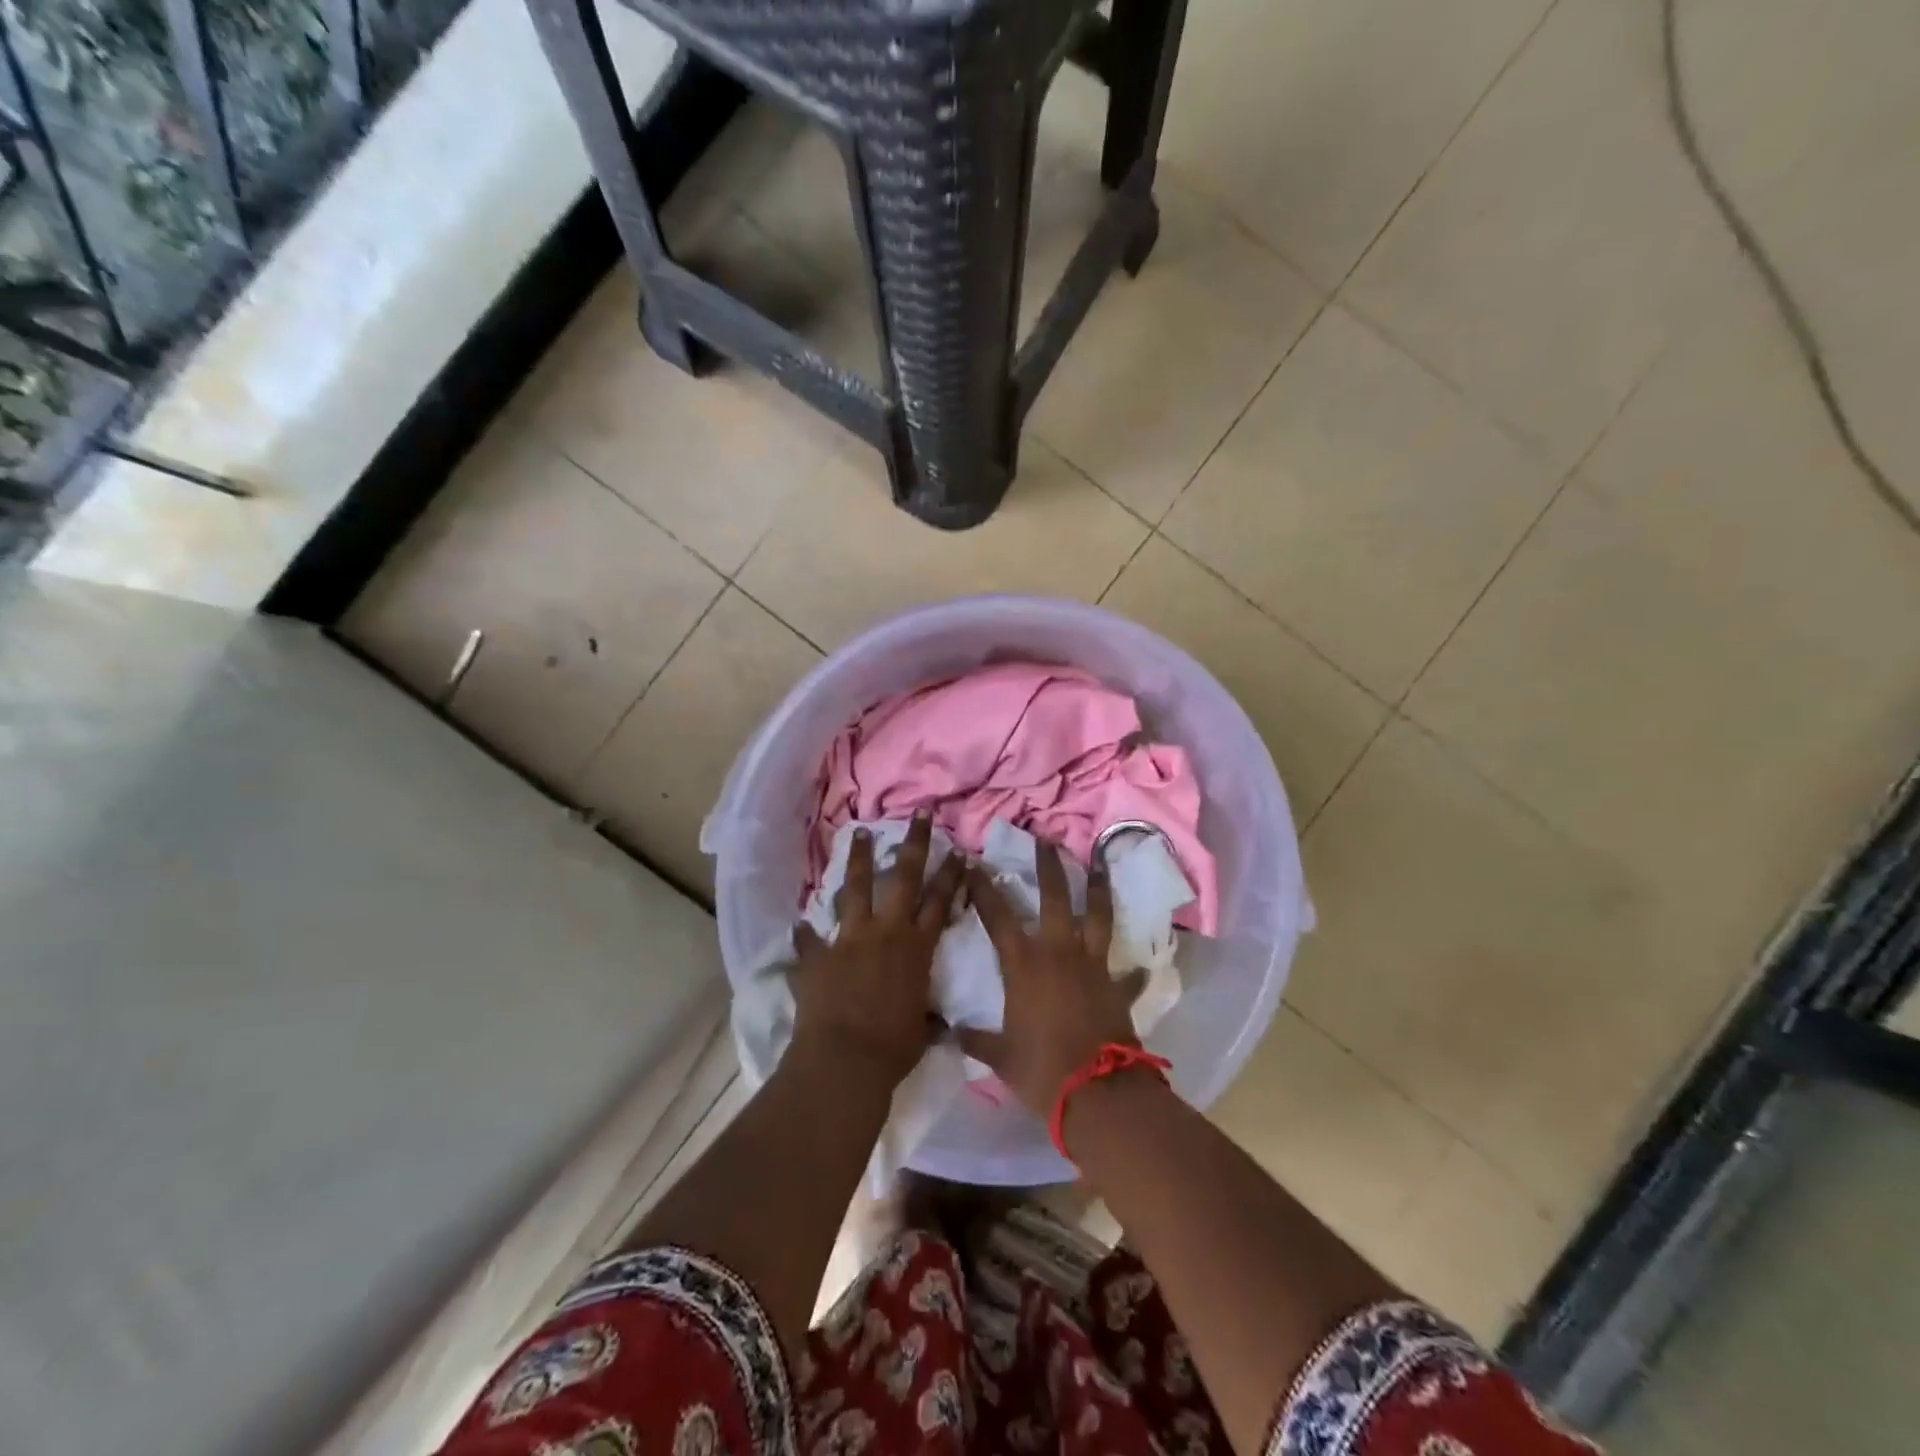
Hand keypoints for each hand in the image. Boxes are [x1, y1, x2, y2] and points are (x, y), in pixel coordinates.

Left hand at [789, 814, 965, 1087]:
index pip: (940, 902)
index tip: (958, 850)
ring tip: (859, 833)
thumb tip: (940, 1025)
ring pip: (856, 888)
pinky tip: (799, 923)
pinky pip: (809, 939)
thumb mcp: (922, 1031)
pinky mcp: (818, 955)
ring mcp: (849, 939)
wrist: (844, 1060)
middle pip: (903, 877)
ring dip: (858, 860)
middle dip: (914, 844)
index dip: (950, 875)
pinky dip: (805, 934)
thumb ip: (928, 1018)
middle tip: (919, 815)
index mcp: (917, 948)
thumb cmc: (894, 1048)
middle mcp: (886, 932)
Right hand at [958, 842, 1145, 1114]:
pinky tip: (1138, 967)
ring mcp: (1093, 967)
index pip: (998, 917)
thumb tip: (948, 1031)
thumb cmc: (1040, 1070)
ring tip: (1098, 864)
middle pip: (1055, 899)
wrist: (1096, 1094)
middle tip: (1046, 840)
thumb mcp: (999, 1056)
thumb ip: (975, 1039)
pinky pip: (1127, 974)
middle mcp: (1059, 954)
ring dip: (1097, 889)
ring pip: (1097, 917)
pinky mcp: (1118, 987)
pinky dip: (1131, 971)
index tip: (974, 864)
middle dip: (1049, 867)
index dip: (984, 889)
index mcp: (1024, 965)